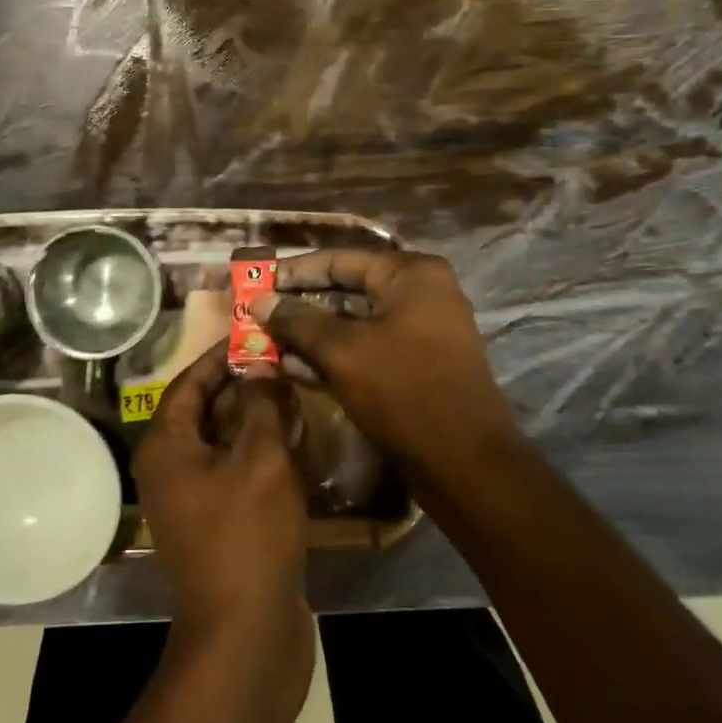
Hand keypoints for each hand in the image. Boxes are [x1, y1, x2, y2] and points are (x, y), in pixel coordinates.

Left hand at [132, 342, 312, 661]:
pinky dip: (262, 451)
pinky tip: (297, 439)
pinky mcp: (219, 521)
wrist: (246, 633)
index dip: (221, 355)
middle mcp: (171, 467)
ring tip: (295, 391)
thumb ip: (261, 404)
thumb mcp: (260, 458)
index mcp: (166, 446)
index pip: (189, 382)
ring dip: (257, 417)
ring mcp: (194, 498)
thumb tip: (262, 365)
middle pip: (206, 409)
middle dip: (244, 384)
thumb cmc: (247, 535)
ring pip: (225, 440)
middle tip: (284, 360)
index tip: (255, 332)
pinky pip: (237, 470)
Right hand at [248, 249, 519, 474]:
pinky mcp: (416, 365)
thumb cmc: (403, 391)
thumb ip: (297, 321)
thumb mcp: (343, 351)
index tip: (257, 281)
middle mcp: (421, 293)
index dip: (294, 271)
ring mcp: (421, 331)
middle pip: (347, 289)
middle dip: (300, 305)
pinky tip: (294, 368)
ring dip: (311, 334)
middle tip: (257, 313)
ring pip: (354, 323)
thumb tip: (259, 301)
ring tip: (266, 343)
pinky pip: (367, 348)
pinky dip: (333, 356)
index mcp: (411, 274)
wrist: (464, 463)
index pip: (340, 260)